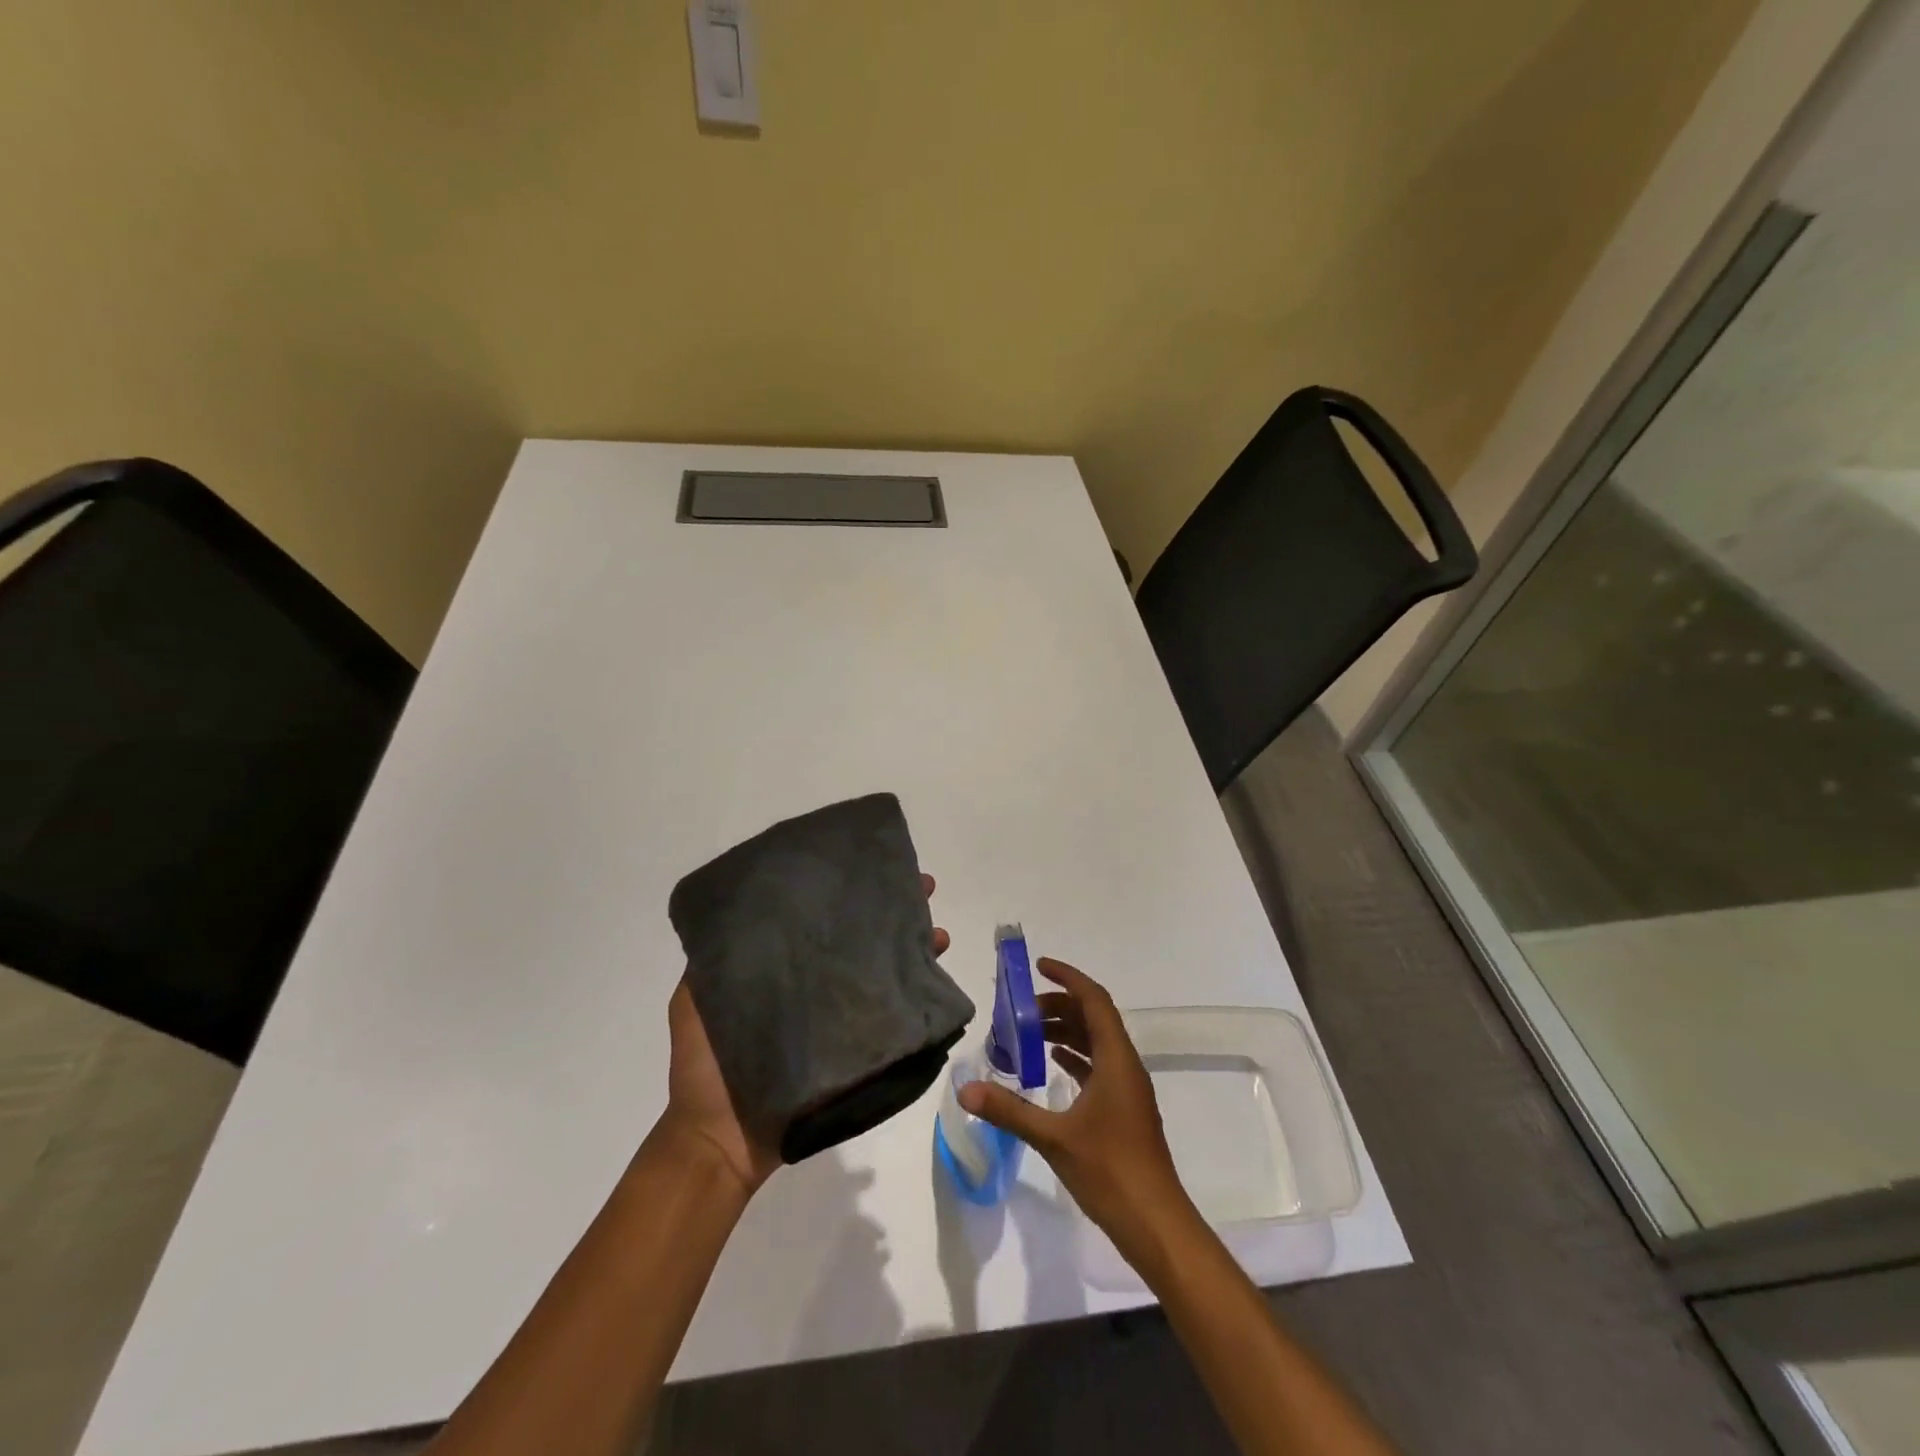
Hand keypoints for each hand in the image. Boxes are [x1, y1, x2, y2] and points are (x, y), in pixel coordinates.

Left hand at [661, 873, 951, 1199]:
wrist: (719, 1143)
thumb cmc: (704, 1069)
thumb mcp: (694, 1003)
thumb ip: (710, 965)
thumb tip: (734, 909)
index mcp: (784, 971)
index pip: (821, 920)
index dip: (846, 892)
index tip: (869, 866)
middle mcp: (817, 989)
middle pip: (861, 940)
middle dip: (893, 913)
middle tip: (923, 889)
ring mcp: (840, 1023)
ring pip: (884, 973)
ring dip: (914, 949)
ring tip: (938, 933)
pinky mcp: (858, 1055)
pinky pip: (891, 1020)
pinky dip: (917, 998)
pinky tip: (936, 980)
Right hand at [958, 958, 1197, 1273]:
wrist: (1156, 1224)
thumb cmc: (1110, 1170)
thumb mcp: (1054, 1137)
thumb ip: (1010, 1109)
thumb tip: (966, 1088)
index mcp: (1116, 1059)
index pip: (1094, 1000)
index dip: (1068, 978)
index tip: (1039, 966)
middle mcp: (1125, 1066)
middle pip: (1094, 1018)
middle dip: (1059, 1006)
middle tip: (1021, 1011)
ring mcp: (1127, 1089)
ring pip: (1096, 1043)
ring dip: (1066, 1032)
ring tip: (1028, 1034)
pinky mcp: (1124, 1110)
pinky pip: (1098, 1067)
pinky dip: (1074, 1058)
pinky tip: (1051, 1064)